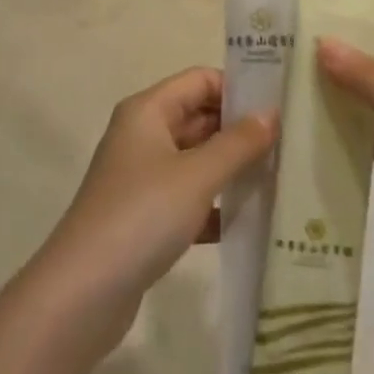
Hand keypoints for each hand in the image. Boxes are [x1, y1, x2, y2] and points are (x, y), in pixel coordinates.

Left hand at [39, 68, 276, 347]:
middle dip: (242, 130)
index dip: (239, 88)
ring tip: (282, 178)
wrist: (82, 294)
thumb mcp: (198, 175)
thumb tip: (272, 113)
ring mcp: (143, 178)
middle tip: (291, 144)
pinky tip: (253, 221)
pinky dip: (218, 205)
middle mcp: (143, 136)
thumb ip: (239, 142)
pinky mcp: (146, 217)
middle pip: (200, 118)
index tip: (281, 106)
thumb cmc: (142, 216)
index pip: (201, 80)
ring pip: (198, 160)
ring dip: (234, 168)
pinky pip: (191, 198)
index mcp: (148, 111)